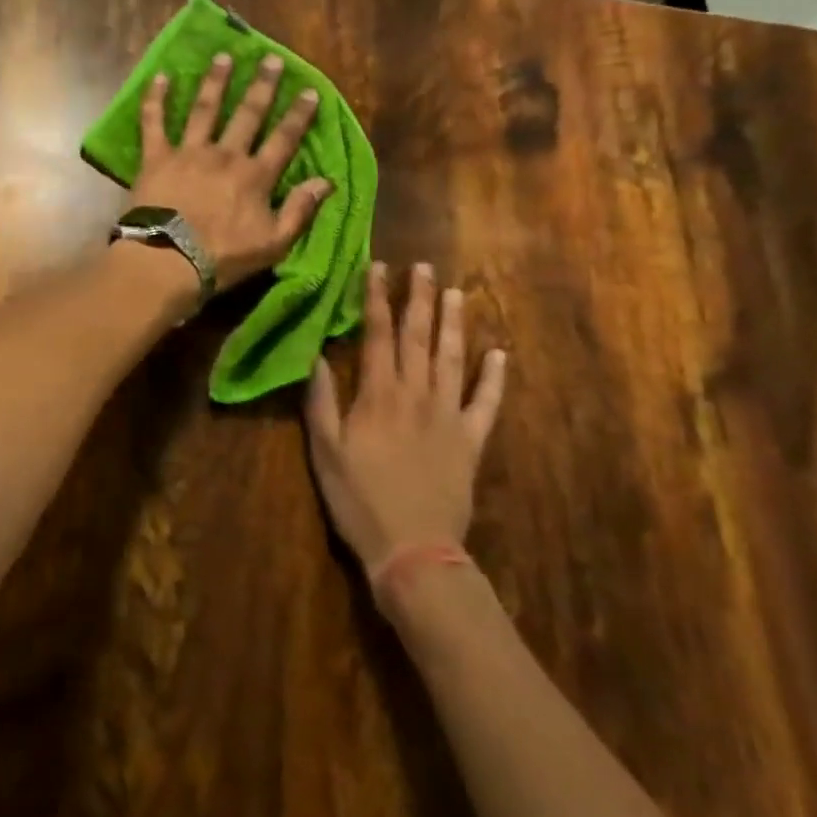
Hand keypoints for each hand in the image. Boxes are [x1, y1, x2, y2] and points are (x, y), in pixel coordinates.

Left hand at [130, 51, 331, 292]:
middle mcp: (225, 154)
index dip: (298, 114)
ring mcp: (189, 152)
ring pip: (205, 109)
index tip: (309, 90)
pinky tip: (160, 76)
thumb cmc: (223, 257)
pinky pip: (154, 122)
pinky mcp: (156, 157)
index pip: (283, 139)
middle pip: (248, 114)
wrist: (168, 260)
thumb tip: (327, 181)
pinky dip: (156, 99)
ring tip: (223, 57)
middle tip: (270, 59)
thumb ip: (300, 210)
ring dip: (216, 81)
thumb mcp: (273, 243)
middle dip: (261, 85)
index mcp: (255, 176)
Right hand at [305, 262, 506, 575]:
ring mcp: (449, 415)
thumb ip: (321, 402)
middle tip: (423, 267)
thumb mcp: (325, 452)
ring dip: (454, 324)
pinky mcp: (471, 440)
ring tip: (456, 293)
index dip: (377, 298)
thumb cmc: (360, 501)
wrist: (413, 549)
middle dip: (419, 298)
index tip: (379, 267)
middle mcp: (417, 394)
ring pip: (452, 359)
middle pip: (418, 337)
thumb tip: (317, 356)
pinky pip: (487, 403)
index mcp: (379, 395)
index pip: (378, 334)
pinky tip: (499, 354)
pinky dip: (494, 378)